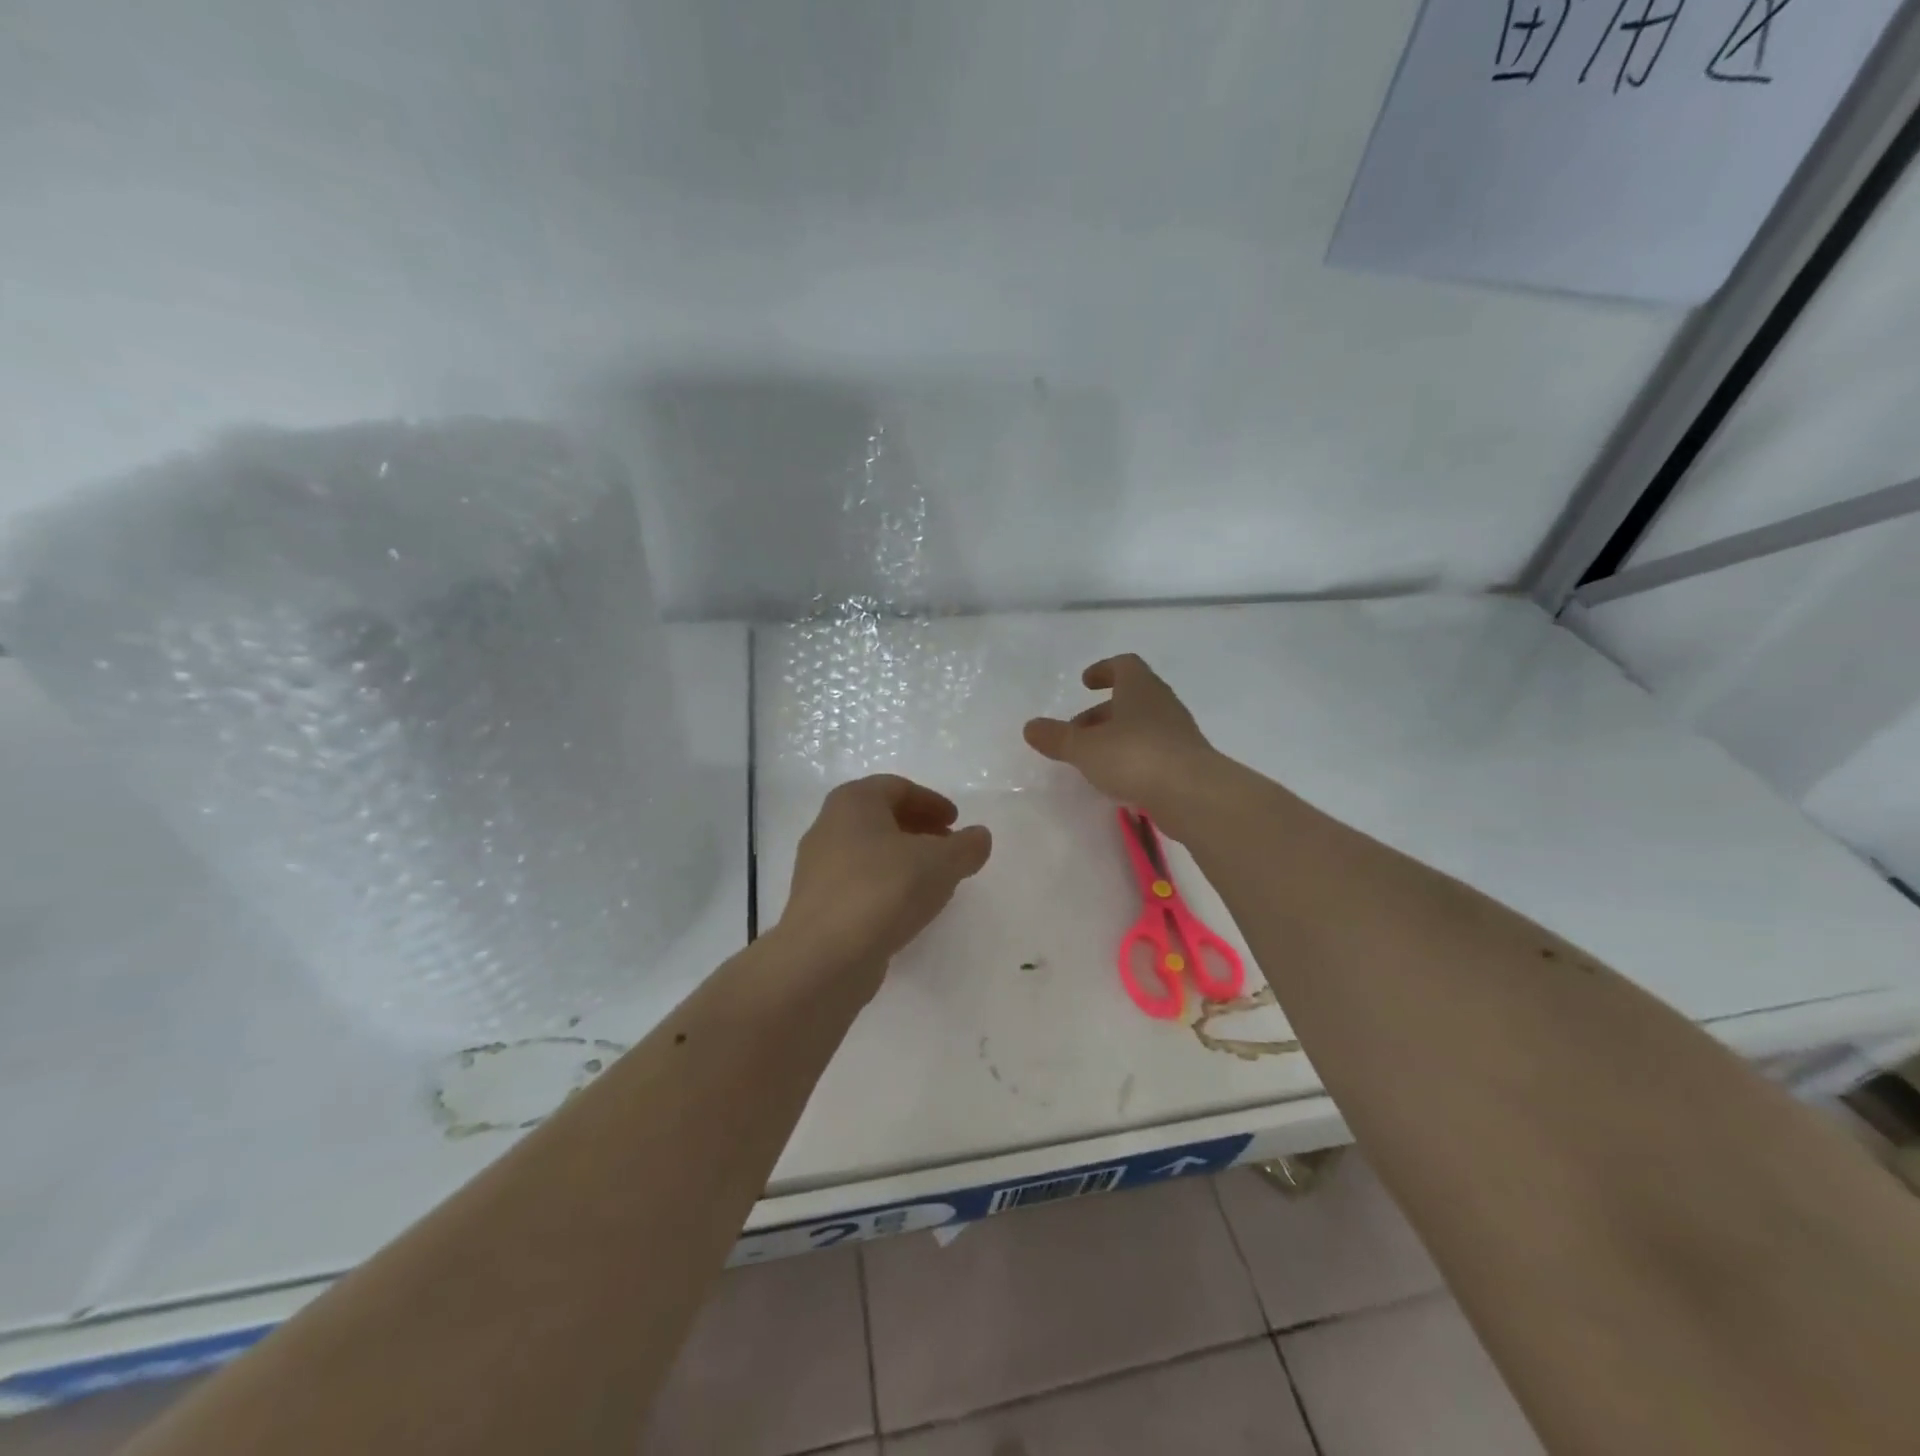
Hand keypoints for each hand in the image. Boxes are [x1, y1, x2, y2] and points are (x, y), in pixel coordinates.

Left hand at [776, 774, 992, 992]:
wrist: (824, 956)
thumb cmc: (884, 890)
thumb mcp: (940, 863)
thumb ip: (966, 847)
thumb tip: (979, 837)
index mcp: (853, 802)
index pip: (897, 788)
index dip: (931, 802)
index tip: (956, 823)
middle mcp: (828, 827)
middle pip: (880, 818)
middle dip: (918, 829)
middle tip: (948, 848)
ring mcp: (817, 868)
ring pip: (869, 852)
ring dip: (903, 860)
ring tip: (934, 881)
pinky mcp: (817, 905)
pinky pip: (858, 883)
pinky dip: (886, 886)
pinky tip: (907, 909)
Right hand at [1022, 654, 1219, 822]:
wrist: (1193, 794)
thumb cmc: (1134, 757)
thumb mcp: (1085, 748)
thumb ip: (1057, 738)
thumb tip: (1030, 727)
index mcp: (1140, 688)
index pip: (1124, 665)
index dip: (1103, 670)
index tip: (1085, 683)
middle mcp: (1162, 704)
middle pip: (1131, 698)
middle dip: (1102, 712)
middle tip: (1077, 731)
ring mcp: (1178, 734)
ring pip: (1142, 725)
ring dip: (1117, 736)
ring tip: (1092, 759)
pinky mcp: (1186, 762)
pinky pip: (1154, 750)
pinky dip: (1133, 757)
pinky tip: (1118, 779)